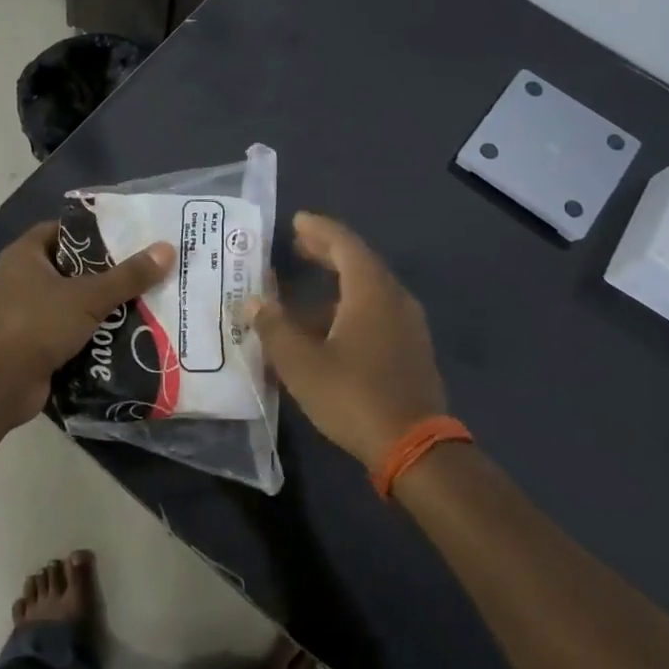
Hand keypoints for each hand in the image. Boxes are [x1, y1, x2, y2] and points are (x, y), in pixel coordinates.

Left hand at [0, 220, 175, 424]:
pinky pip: (66, 329)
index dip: (94, 232)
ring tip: (141, 301)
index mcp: (25, 255)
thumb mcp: (88, 297)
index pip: (63, 231)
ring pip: (70, 301)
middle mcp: (19, 278)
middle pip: (70, 267)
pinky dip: (89, 332)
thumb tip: (167, 249)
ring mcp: (23, 312)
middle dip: (105, 271)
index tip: (128, 237)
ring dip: (100, 304)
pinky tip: (122, 334)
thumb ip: (128, 276)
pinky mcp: (30, 342)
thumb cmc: (37, 325)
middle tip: (143, 270)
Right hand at [246, 212, 446, 469]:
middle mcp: (394, 298)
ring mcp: (408, 325)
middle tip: (298, 245)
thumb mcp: (301, 363)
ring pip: (368, 290)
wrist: (415, 448)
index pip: (344, 244)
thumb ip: (274, 327)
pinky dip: (349, 307)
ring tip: (303, 291)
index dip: (319, 229)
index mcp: (371, 291)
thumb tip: (253, 302)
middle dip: (327, 252)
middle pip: (359, 263)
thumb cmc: (353, 396)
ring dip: (336, 284)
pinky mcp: (410, 349)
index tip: (296, 221)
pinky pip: (376, 312)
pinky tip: (326, 329)